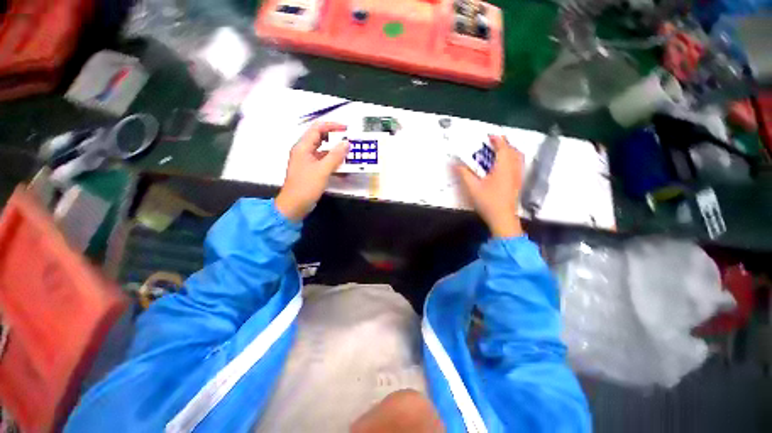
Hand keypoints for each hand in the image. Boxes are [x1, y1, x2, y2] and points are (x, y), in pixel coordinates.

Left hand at [275, 122, 349, 220]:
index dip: (332, 126)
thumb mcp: (322, 170)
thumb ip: (335, 156)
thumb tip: (346, 143)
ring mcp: (308, 161)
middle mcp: (304, 151)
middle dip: (335, 138)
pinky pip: (324, 162)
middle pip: (320, 138)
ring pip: (323, 151)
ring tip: (349, 153)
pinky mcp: (312, 170)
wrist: (295, 205)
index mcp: (303, 147)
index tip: (346, 129)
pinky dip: (333, 162)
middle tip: (350, 141)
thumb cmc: (306, 186)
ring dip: (336, 151)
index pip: (317, 128)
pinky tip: (344, 167)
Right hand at [455, 135, 523, 237]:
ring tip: (497, 153)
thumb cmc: (488, 202)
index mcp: (503, 167)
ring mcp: (518, 176)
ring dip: (509, 151)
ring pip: (518, 158)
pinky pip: (518, 165)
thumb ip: (464, 174)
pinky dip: (511, 160)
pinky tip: (502, 167)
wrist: (502, 218)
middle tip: (492, 144)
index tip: (489, 135)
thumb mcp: (472, 187)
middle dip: (504, 144)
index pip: (503, 147)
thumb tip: (456, 164)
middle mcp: (514, 169)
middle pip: (513, 150)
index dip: (497, 139)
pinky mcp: (518, 183)